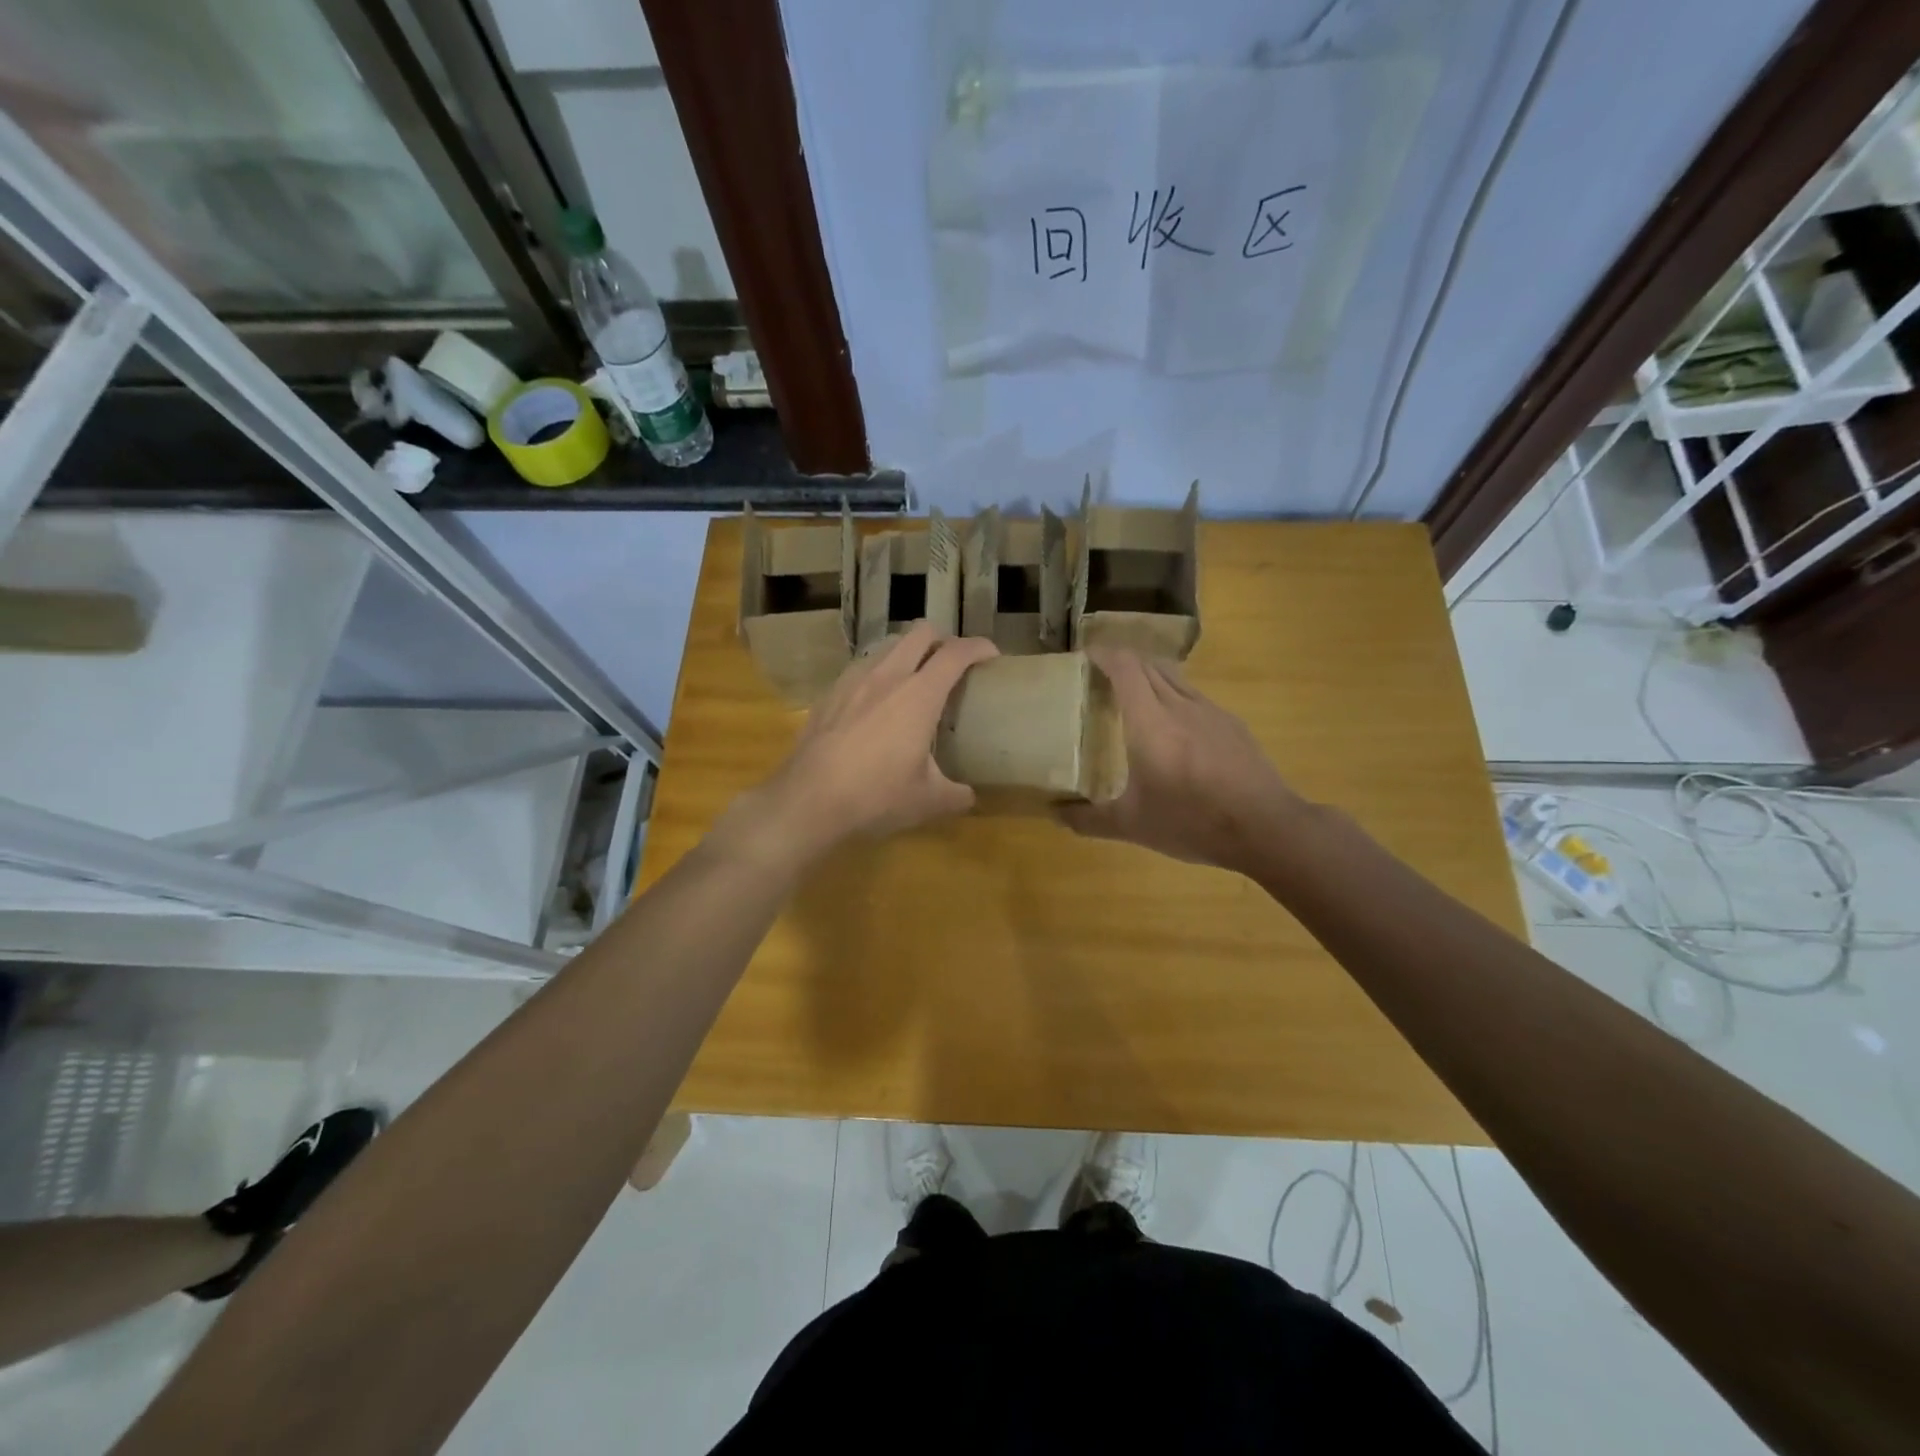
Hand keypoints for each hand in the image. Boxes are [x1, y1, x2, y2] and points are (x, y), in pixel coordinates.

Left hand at [752, 622, 997, 861]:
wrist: (807, 800)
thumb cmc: (875, 797)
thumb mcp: (926, 801)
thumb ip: (956, 795)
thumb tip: (970, 796)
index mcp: (919, 695)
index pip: (955, 653)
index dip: (978, 647)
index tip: (991, 655)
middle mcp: (888, 676)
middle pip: (920, 633)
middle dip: (943, 638)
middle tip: (952, 661)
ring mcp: (854, 681)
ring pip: (888, 645)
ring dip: (909, 651)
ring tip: (915, 677)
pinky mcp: (830, 693)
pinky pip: (862, 666)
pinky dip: (879, 670)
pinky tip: (876, 699)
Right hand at [1059, 648, 1300, 872]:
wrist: (1265, 827)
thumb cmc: (1192, 822)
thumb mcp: (1132, 826)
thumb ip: (1088, 819)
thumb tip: (1055, 813)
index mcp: (1150, 723)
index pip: (1125, 668)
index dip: (1104, 655)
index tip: (1085, 657)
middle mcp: (1179, 706)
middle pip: (1149, 665)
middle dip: (1123, 662)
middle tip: (1100, 677)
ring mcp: (1210, 711)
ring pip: (1174, 676)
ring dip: (1150, 675)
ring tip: (1133, 694)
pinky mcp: (1231, 724)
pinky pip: (1194, 695)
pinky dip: (1174, 695)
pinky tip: (1173, 723)